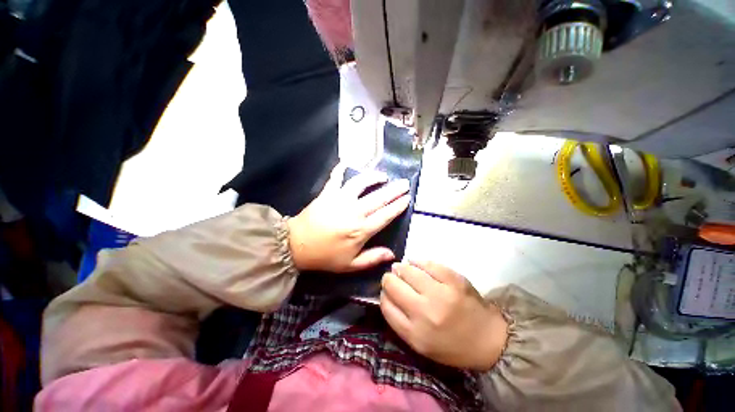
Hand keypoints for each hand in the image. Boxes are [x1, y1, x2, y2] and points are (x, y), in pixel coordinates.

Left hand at [288, 166, 410, 272]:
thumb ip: (372, 258)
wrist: (297, 245)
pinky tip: (346, 162)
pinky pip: (336, 178)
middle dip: (394, 190)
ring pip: (361, 184)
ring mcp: (340, 199)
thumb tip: (392, 254)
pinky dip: (340, 169)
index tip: (407, 199)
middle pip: (379, 198)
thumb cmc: (325, 256)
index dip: (398, 206)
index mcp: (361, 230)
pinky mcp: (327, 193)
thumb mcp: (350, 265)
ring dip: (374, 177)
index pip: (385, 215)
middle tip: (405, 183)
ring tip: (383, 176)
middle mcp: (354, 212)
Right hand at [380, 261, 507, 370]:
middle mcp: (425, 313)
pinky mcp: (454, 280)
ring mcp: (441, 293)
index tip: (387, 291)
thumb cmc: (451, 345)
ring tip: (403, 269)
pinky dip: (418, 262)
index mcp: (415, 334)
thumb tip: (386, 293)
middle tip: (394, 277)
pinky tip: (416, 263)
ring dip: (402, 268)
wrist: (490, 340)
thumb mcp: (421, 344)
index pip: (385, 305)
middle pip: (393, 285)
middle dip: (389, 278)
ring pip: (407, 270)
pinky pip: (427, 263)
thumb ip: (399, 321)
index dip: (383, 294)